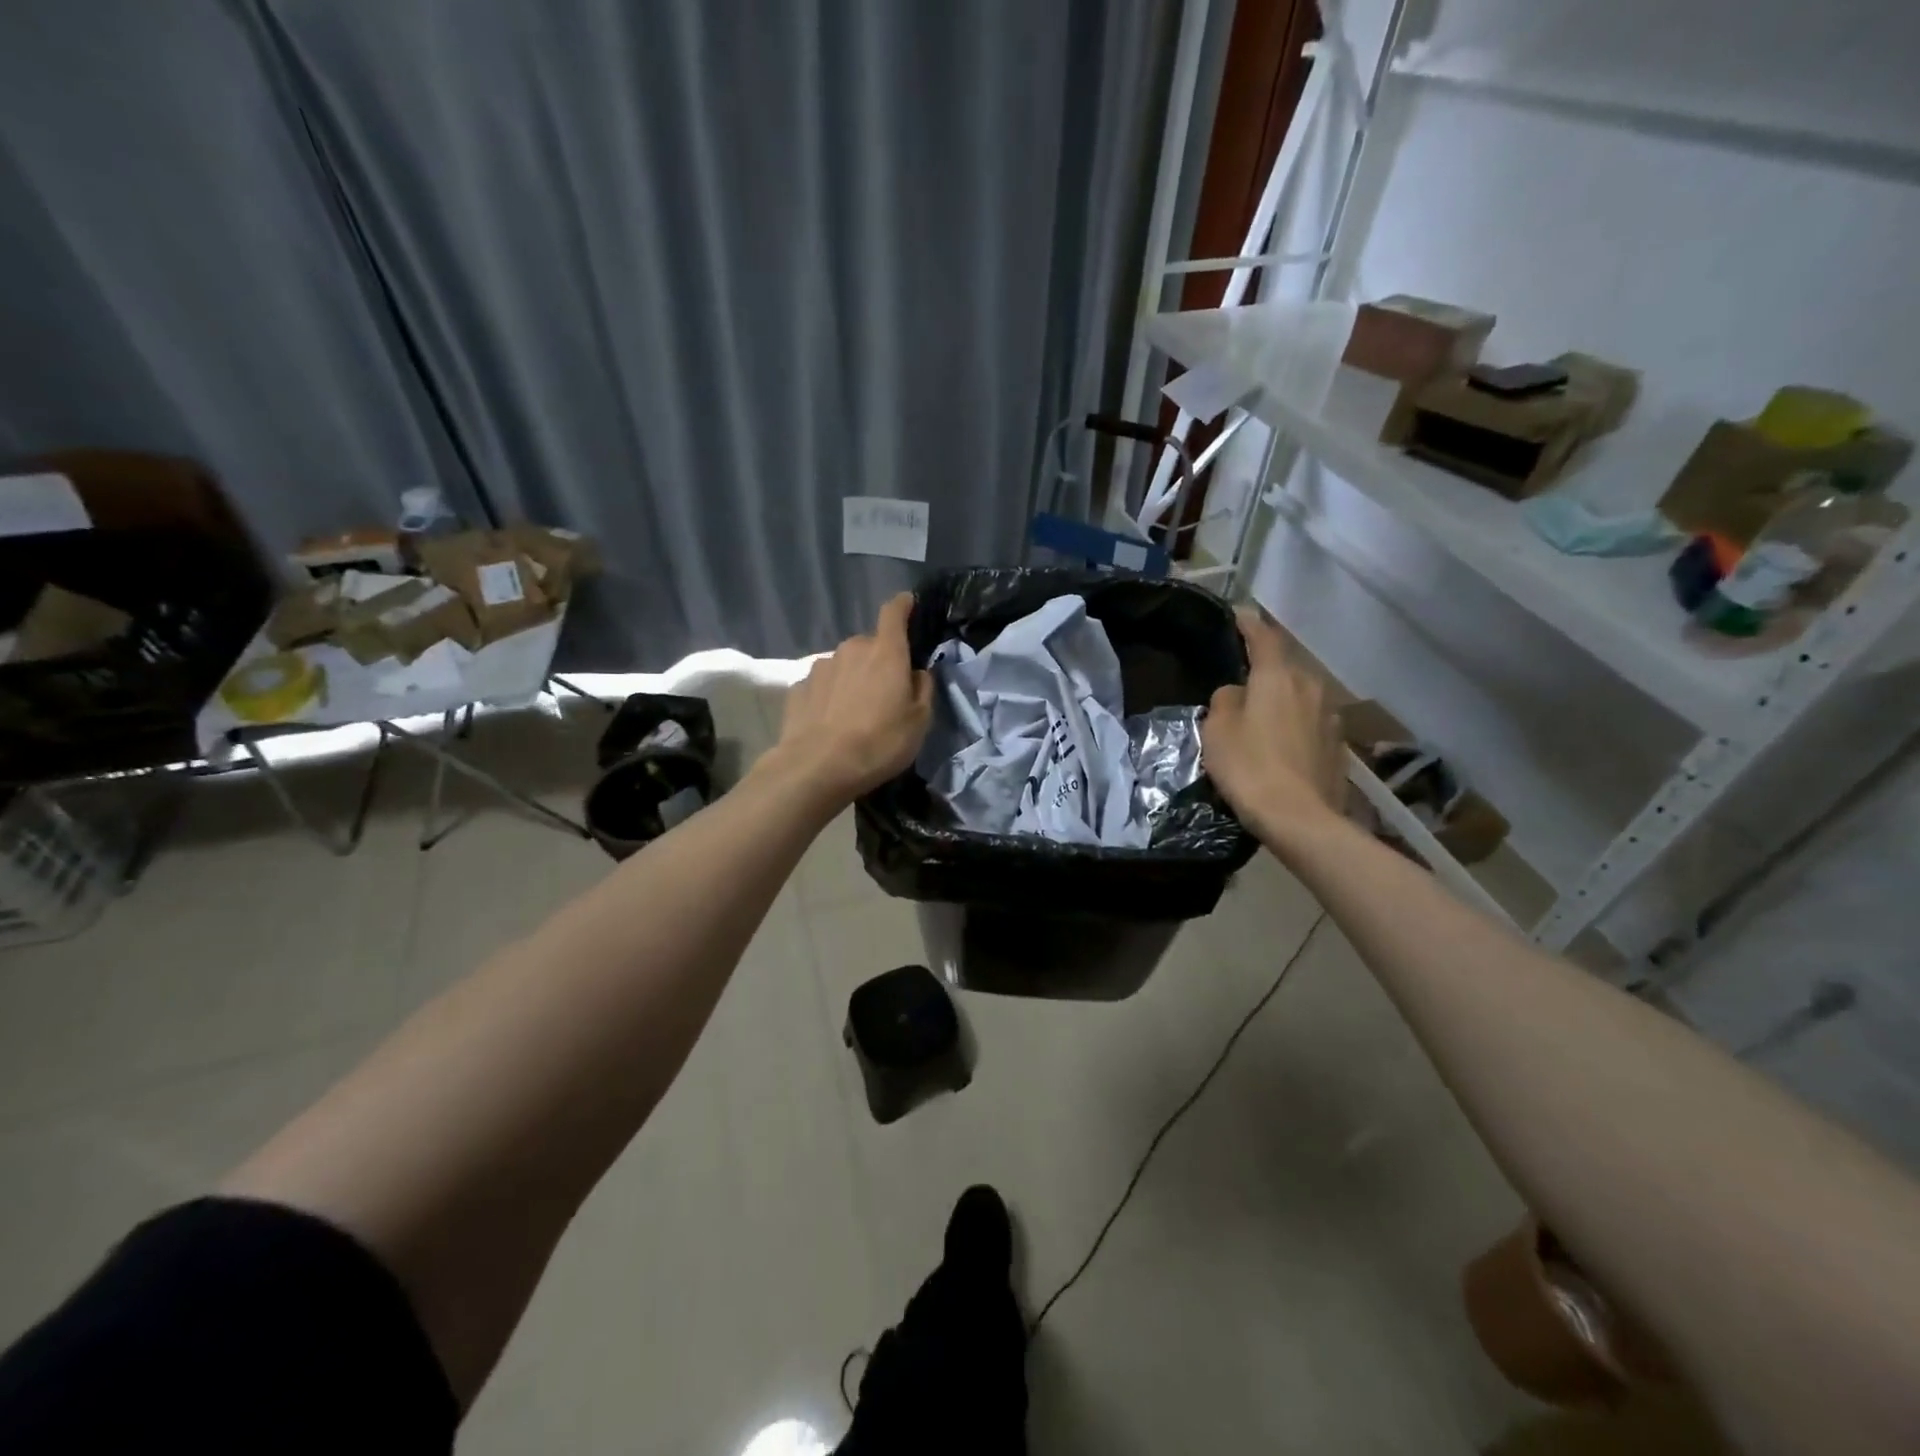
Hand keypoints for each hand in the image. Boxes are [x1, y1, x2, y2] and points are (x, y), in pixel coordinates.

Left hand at [769, 592, 933, 808]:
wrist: (818, 767)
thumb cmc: (879, 742)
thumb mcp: (919, 722)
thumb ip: (923, 690)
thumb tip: (917, 673)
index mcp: (886, 652)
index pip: (894, 612)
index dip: (903, 605)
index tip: (908, 603)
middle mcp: (851, 649)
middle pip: (869, 645)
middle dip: (878, 660)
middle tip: (885, 692)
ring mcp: (820, 667)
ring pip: (844, 664)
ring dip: (852, 678)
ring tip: (855, 712)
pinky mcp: (798, 688)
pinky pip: (822, 686)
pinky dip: (829, 696)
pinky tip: (830, 722)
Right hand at [1201, 608, 1345, 839]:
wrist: (1300, 818)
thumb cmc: (1250, 767)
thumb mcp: (1217, 730)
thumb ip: (1225, 700)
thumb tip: (1238, 693)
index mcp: (1278, 677)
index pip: (1263, 636)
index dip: (1249, 624)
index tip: (1238, 614)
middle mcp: (1310, 686)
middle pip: (1285, 666)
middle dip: (1265, 668)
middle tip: (1242, 678)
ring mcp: (1329, 716)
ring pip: (1300, 695)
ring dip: (1282, 698)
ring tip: (1261, 715)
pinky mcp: (1338, 744)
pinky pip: (1310, 722)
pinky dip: (1294, 724)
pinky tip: (1280, 744)